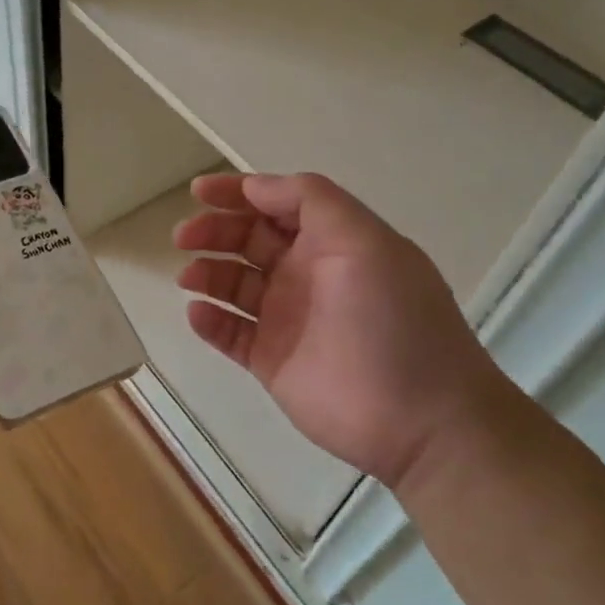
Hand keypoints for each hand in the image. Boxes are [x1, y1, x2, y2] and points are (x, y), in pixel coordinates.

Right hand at [174, 172, 515, 488]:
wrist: (420, 419)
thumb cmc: (392, 320)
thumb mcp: (364, 241)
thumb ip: (312, 201)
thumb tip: (256, 185)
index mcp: (331, 242)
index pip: (277, 204)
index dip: (238, 193)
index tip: (198, 191)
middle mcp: (306, 274)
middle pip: (248, 240)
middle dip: (214, 231)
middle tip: (183, 237)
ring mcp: (287, 319)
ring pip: (233, 284)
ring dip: (207, 273)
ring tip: (189, 278)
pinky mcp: (271, 360)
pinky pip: (230, 333)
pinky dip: (209, 321)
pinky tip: (198, 313)